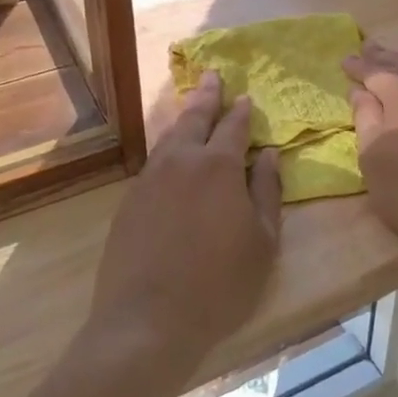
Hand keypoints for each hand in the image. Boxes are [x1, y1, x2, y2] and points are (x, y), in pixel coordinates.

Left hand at [89, 71, 280, 372]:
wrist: (148, 320)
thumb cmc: (219, 284)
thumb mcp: (262, 241)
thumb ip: (266, 190)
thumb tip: (268, 153)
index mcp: (218, 166)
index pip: (233, 126)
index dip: (242, 110)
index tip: (246, 96)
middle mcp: (181, 161)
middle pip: (195, 118)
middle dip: (206, 96)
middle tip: (212, 76)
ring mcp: (149, 179)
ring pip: (169, 137)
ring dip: (184, 118)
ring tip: (192, 106)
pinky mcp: (129, 201)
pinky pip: (153, 162)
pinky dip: (166, 148)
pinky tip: (170, 154)